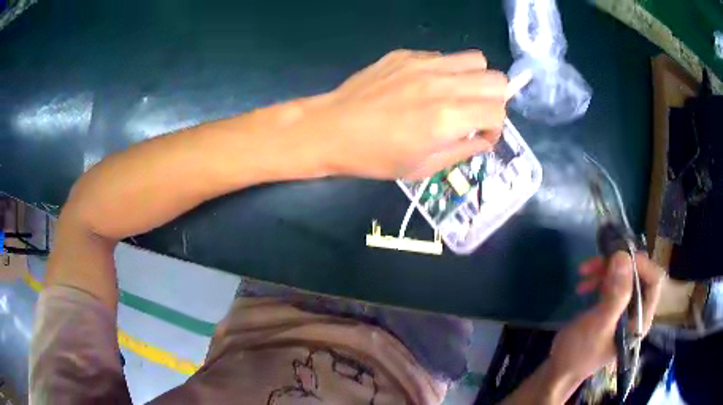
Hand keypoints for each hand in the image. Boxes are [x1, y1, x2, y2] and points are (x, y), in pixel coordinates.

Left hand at [297, 49, 508, 178]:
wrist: (331, 128)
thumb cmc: (374, 157)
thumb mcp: (422, 168)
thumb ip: (462, 151)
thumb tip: (485, 140)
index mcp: (446, 118)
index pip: (498, 111)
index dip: (496, 127)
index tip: (481, 135)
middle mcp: (441, 84)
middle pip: (496, 79)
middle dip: (494, 100)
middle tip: (475, 114)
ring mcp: (423, 64)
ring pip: (476, 60)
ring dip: (476, 80)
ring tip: (458, 96)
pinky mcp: (406, 54)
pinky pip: (444, 56)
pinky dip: (448, 71)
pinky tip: (427, 86)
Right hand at [548, 252, 663, 391]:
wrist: (560, 371)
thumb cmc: (579, 353)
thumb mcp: (598, 325)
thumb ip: (615, 295)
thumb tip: (624, 257)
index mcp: (640, 319)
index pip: (653, 281)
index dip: (641, 264)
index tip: (620, 255)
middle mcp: (636, 312)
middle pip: (637, 276)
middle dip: (618, 265)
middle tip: (597, 261)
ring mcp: (624, 310)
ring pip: (623, 277)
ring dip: (604, 270)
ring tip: (584, 271)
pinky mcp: (612, 308)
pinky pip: (611, 284)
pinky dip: (598, 279)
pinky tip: (582, 285)